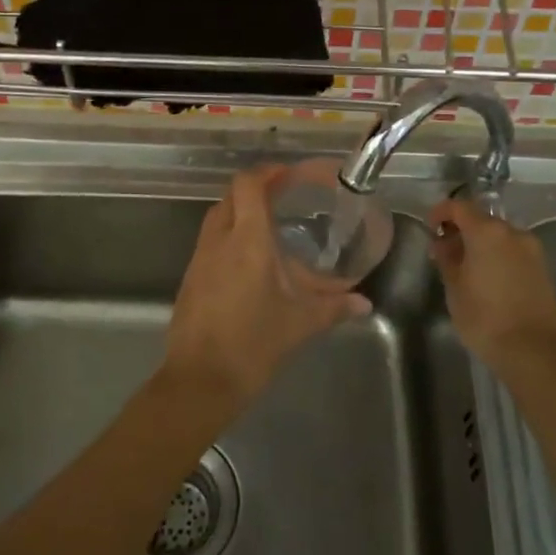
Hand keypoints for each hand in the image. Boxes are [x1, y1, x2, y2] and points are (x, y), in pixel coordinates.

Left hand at [165, 167, 372, 411]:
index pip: (249, 184)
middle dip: (256, 190)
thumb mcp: (299, 324)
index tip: (290, 175)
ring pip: (218, 218)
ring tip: (271, 230)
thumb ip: (333, 307)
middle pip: (232, 195)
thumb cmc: (253, 344)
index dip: (269, 172)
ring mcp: (200, 258)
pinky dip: (230, 238)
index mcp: (247, 240)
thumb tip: (364, 304)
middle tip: (285, 198)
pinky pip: (211, 243)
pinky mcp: (191, 278)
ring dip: (241, 213)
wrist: (199, 382)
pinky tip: (251, 264)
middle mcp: (219, 240)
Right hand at [428, 198, 555, 369]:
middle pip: (481, 219)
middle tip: (445, 251)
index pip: (459, 207)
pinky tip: (488, 278)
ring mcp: (532, 250)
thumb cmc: (485, 317)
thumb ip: (447, 258)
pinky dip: (497, 256)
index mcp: (487, 232)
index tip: (430, 227)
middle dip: (461, 230)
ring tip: (466, 267)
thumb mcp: (454, 288)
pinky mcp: (543, 268)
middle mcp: (513, 233)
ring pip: (499, 236)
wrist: (535, 351)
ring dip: (480, 244)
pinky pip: (513, 251)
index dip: (441, 212)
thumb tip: (443, 243)